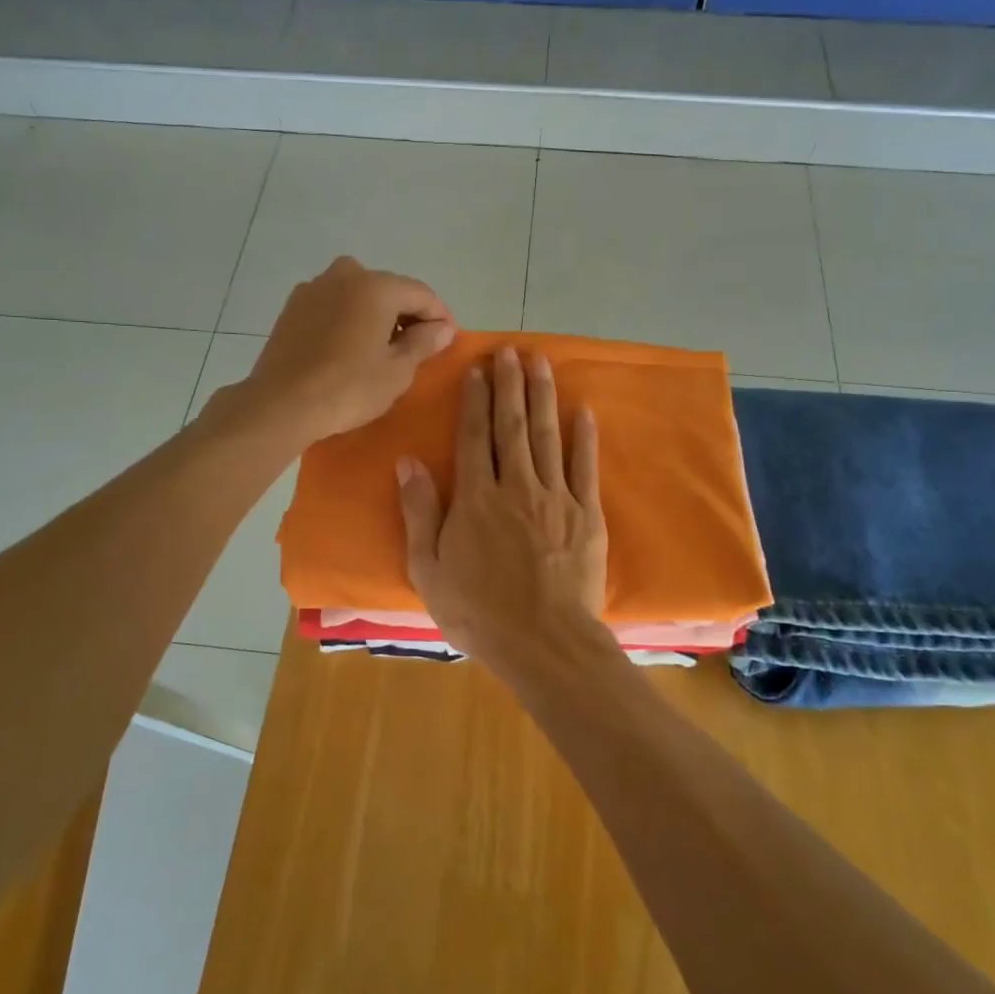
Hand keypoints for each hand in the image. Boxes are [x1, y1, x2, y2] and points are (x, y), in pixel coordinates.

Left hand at [236, 257, 455, 448]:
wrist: (280, 404)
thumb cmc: (349, 388)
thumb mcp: (397, 370)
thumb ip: (424, 342)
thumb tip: (443, 327)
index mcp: (376, 286)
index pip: (421, 294)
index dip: (440, 316)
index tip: (449, 339)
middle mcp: (345, 275)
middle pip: (389, 289)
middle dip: (408, 314)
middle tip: (419, 346)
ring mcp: (314, 288)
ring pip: (359, 295)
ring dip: (377, 315)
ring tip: (384, 348)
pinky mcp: (293, 308)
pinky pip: (334, 306)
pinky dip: (350, 319)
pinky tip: (351, 348)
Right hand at [397, 347, 607, 668]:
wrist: (544, 642)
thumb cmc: (479, 612)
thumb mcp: (429, 569)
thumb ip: (419, 512)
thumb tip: (408, 462)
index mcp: (476, 498)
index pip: (474, 437)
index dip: (475, 400)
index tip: (478, 369)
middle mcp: (516, 486)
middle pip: (511, 426)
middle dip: (510, 385)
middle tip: (511, 351)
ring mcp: (555, 497)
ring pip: (547, 436)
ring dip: (543, 397)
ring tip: (541, 363)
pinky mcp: (586, 515)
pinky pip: (584, 467)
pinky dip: (584, 437)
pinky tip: (583, 411)